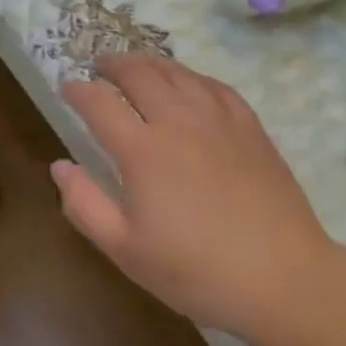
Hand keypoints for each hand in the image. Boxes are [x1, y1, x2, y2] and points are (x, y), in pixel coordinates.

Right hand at [53, 55, 335, 345]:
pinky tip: (188, 83)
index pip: (98, 102)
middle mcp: (176, 121)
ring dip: (149, 63)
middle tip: (99, 67)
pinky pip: (214, 85)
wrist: (286, 281)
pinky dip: (192, 76)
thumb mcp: (127, 250)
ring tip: (136, 66)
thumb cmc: (198, 271)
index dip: (77, 90)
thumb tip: (59, 166)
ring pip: (176, 72)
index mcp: (141, 149)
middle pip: (138, 74)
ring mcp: (217, 120)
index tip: (66, 87)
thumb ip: (84, 205)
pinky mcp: (249, 127)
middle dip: (112, 65)